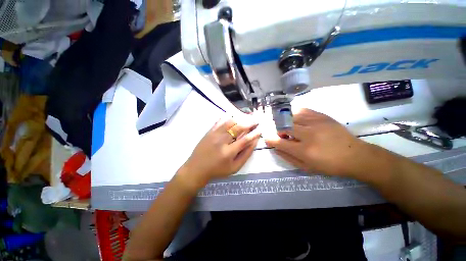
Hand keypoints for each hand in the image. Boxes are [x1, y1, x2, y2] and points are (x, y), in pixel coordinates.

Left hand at [177, 117, 260, 188]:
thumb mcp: (234, 168)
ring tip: (247, 116)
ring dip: (240, 118)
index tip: (260, 128)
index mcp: (229, 152)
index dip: (254, 133)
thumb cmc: (217, 170)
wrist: (197, 168)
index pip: (245, 139)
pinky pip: (220, 121)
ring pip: (229, 121)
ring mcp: (214, 134)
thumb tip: (254, 142)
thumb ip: (245, 155)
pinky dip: (229, 117)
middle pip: (238, 127)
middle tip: (256, 119)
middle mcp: (221, 141)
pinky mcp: (209, 131)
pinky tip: (234, 116)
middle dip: (249, 122)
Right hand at [265, 108, 371, 177]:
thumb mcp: (307, 167)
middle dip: (278, 130)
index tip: (267, 138)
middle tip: (281, 134)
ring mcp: (316, 123)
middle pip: (284, 126)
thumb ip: (288, 157)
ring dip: (285, 122)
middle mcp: (309, 134)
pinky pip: (302, 110)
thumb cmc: (330, 165)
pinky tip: (296, 119)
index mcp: (305, 151)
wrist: (355, 155)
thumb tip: (275, 148)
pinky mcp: (322, 116)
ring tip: (289, 127)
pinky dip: (294, 114)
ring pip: (291, 116)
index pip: (280, 142)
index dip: (270, 139)